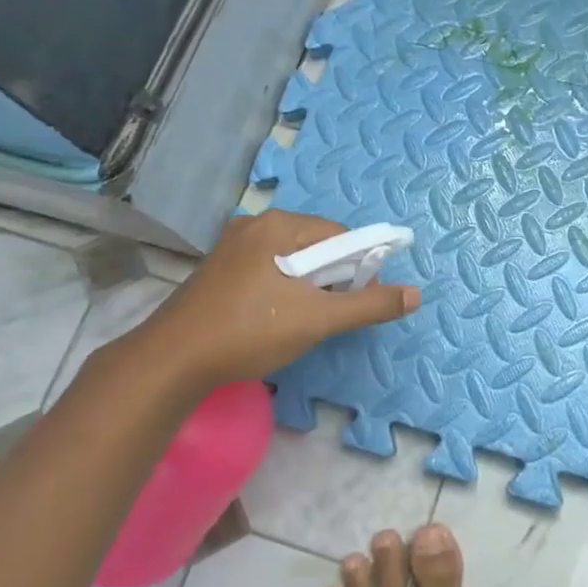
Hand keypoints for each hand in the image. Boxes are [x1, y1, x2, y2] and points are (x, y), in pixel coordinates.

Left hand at [134, 210, 420, 390]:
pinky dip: (280, 289)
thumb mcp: (318, 319)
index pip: (341, 235)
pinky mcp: (218, 269)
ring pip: (290, 260)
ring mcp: (231, 246)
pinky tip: (271, 319)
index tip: (354, 302)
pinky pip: (266, 269)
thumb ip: (369, 304)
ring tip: (298, 321)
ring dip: (306, 287)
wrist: (172, 361)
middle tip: (324, 316)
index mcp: (280, 225)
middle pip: (316, 246)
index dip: (357, 268)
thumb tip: (416, 294)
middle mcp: (255, 225)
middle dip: (330, 278)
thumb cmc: (250, 331)